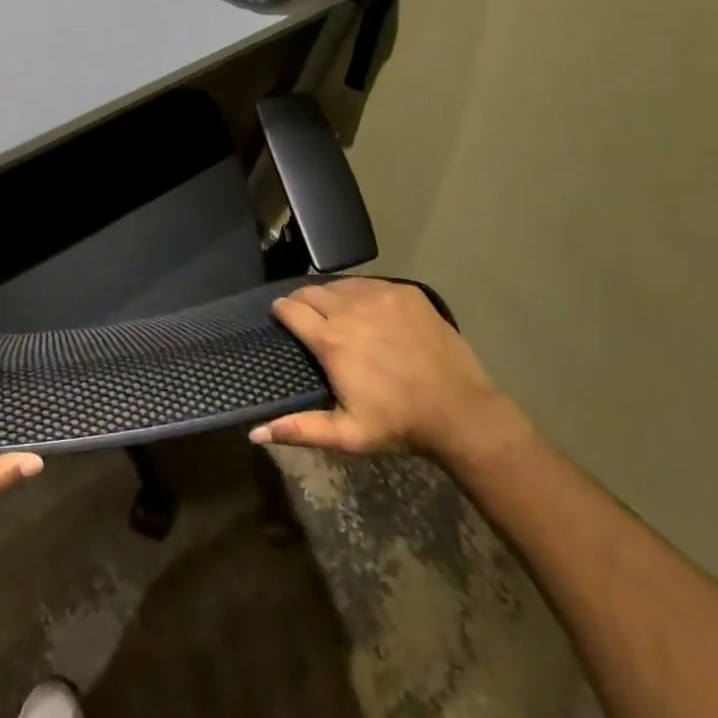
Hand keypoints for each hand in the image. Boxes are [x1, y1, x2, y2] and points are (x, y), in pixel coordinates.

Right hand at [251, 277, 524, 462]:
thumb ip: (300, 429)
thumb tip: (255, 433)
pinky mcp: (405, 292)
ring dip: (331, 296)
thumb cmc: (400, 423)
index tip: (282, 320)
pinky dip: (360, 293)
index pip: (289, 307)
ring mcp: (380, 296)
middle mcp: (350, 309)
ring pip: (339, 284)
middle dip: (302, 301)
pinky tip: (368, 312)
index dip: (281, 312)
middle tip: (308, 319)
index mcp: (331, 340)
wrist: (462, 411)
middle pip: (310, 290)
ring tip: (337, 314)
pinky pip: (368, 283)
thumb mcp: (348, 435)